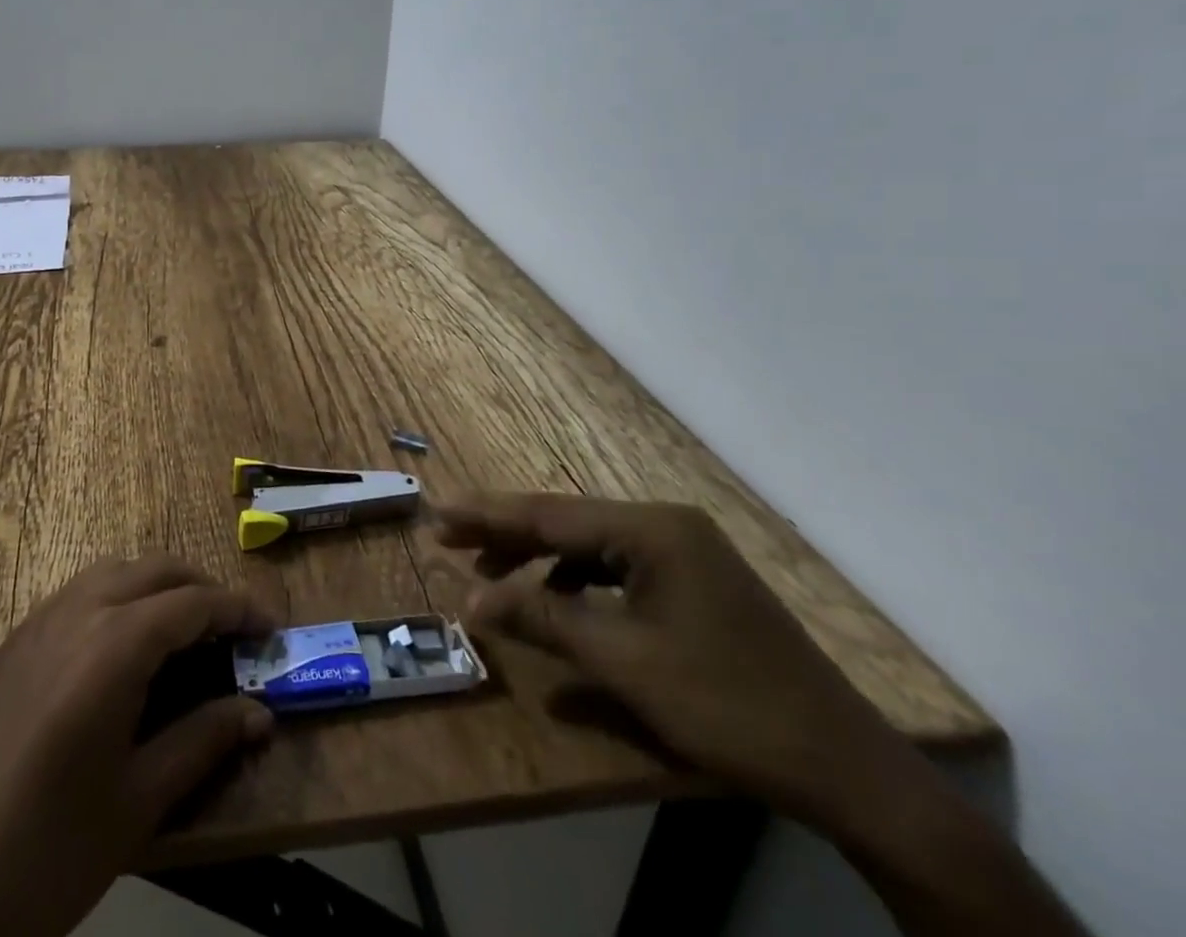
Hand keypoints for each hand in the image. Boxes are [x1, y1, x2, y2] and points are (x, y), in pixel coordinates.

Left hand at [0, 556, 275, 936]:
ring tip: (185, 634)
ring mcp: (37, 622)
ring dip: (157, 587)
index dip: (239, 610)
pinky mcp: (12, 644)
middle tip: (233, 630)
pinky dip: (117, 598)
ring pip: (113, 573)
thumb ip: (202, 742)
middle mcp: (77, 612)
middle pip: (154, 570)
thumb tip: (260, 712)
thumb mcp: (137, 801)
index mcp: (113, 644)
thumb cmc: (45, 853)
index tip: (271, 628)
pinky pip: (79, 594)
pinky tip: (123, 651)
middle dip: (200, 588)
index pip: (193, 603)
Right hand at [434, 492, 908, 823]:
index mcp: (651, 529)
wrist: (849, 770)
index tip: (435, 514)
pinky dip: (578, 584)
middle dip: (506, 535)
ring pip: (590, 546)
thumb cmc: (726, 704)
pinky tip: (558, 606)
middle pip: (567, 523)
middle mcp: (666, 525)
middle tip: (449, 541)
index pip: (549, 514)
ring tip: (492, 580)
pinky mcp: (694, 583)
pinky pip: (617, 569)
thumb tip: (470, 600)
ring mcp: (684, 553)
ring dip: (539, 562)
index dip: (487, 515)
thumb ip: (542, 619)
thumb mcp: (623, 662)